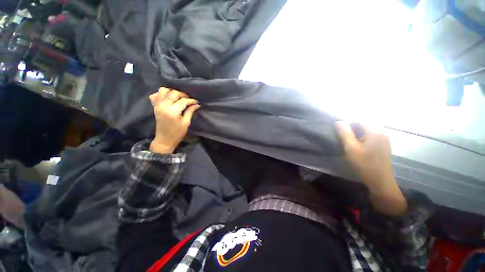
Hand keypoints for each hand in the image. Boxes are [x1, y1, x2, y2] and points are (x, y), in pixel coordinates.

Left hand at [149, 87, 199, 153]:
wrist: (164, 140)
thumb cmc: (177, 133)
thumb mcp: (186, 123)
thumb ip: (190, 112)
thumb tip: (196, 105)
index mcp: (173, 111)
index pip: (183, 101)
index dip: (191, 101)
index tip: (196, 102)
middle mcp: (164, 106)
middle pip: (173, 93)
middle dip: (182, 95)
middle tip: (188, 100)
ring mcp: (157, 106)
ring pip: (163, 90)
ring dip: (171, 92)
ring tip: (177, 97)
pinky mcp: (155, 107)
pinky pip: (154, 96)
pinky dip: (161, 95)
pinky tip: (167, 99)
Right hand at [336, 122, 406, 214]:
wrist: (380, 180)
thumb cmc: (364, 163)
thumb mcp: (351, 148)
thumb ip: (344, 133)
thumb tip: (338, 121)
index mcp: (374, 130)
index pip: (358, 119)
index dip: (346, 122)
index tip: (337, 129)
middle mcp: (381, 131)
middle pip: (363, 123)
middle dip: (351, 127)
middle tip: (340, 135)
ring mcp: (384, 137)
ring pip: (366, 129)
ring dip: (355, 131)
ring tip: (346, 139)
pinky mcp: (383, 143)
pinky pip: (370, 134)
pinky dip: (361, 136)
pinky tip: (356, 143)